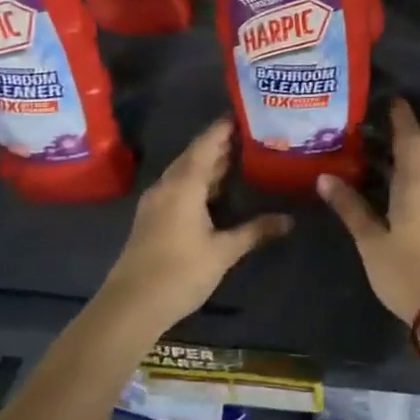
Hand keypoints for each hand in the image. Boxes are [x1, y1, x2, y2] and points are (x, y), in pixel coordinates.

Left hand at [97, 118, 291, 332]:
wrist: (130, 307)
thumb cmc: (179, 272)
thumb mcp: (223, 251)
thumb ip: (255, 231)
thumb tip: (290, 220)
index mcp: (183, 185)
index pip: (206, 144)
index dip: (224, 128)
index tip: (246, 113)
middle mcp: (167, 186)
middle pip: (195, 155)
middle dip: (221, 144)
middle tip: (252, 134)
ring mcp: (157, 203)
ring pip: (186, 173)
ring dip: (210, 164)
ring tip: (241, 156)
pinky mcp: (153, 219)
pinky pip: (179, 188)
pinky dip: (199, 181)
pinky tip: (217, 190)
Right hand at [318, 98, 419, 322]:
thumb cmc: (406, 272)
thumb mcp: (371, 241)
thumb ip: (350, 208)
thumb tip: (325, 178)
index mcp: (416, 183)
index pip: (410, 139)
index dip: (402, 118)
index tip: (392, 100)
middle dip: (408, 130)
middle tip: (383, 121)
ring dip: (415, 150)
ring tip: (388, 146)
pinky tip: (403, 178)